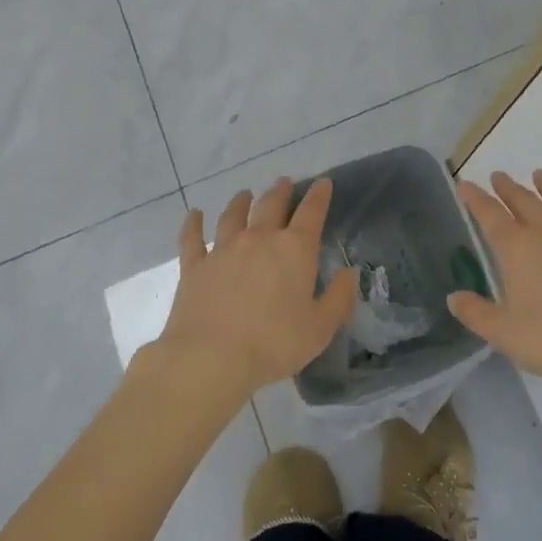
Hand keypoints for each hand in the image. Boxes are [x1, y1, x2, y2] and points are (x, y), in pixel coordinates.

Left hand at [155, 177, 358, 402]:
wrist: (210, 358)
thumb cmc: (273, 345)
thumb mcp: (319, 329)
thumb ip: (339, 298)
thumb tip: (349, 272)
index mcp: (294, 250)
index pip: (311, 213)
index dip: (319, 195)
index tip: (323, 183)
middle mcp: (259, 238)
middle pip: (271, 204)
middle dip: (281, 191)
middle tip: (284, 183)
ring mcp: (224, 249)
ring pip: (233, 215)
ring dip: (241, 202)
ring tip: (245, 194)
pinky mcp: (195, 265)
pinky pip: (193, 238)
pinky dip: (193, 224)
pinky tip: (194, 214)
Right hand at [449, 170, 541, 394]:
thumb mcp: (503, 333)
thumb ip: (476, 313)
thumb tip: (453, 298)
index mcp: (518, 249)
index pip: (490, 216)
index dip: (475, 198)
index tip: (465, 185)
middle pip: (525, 203)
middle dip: (509, 188)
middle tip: (498, 176)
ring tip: (540, 175)